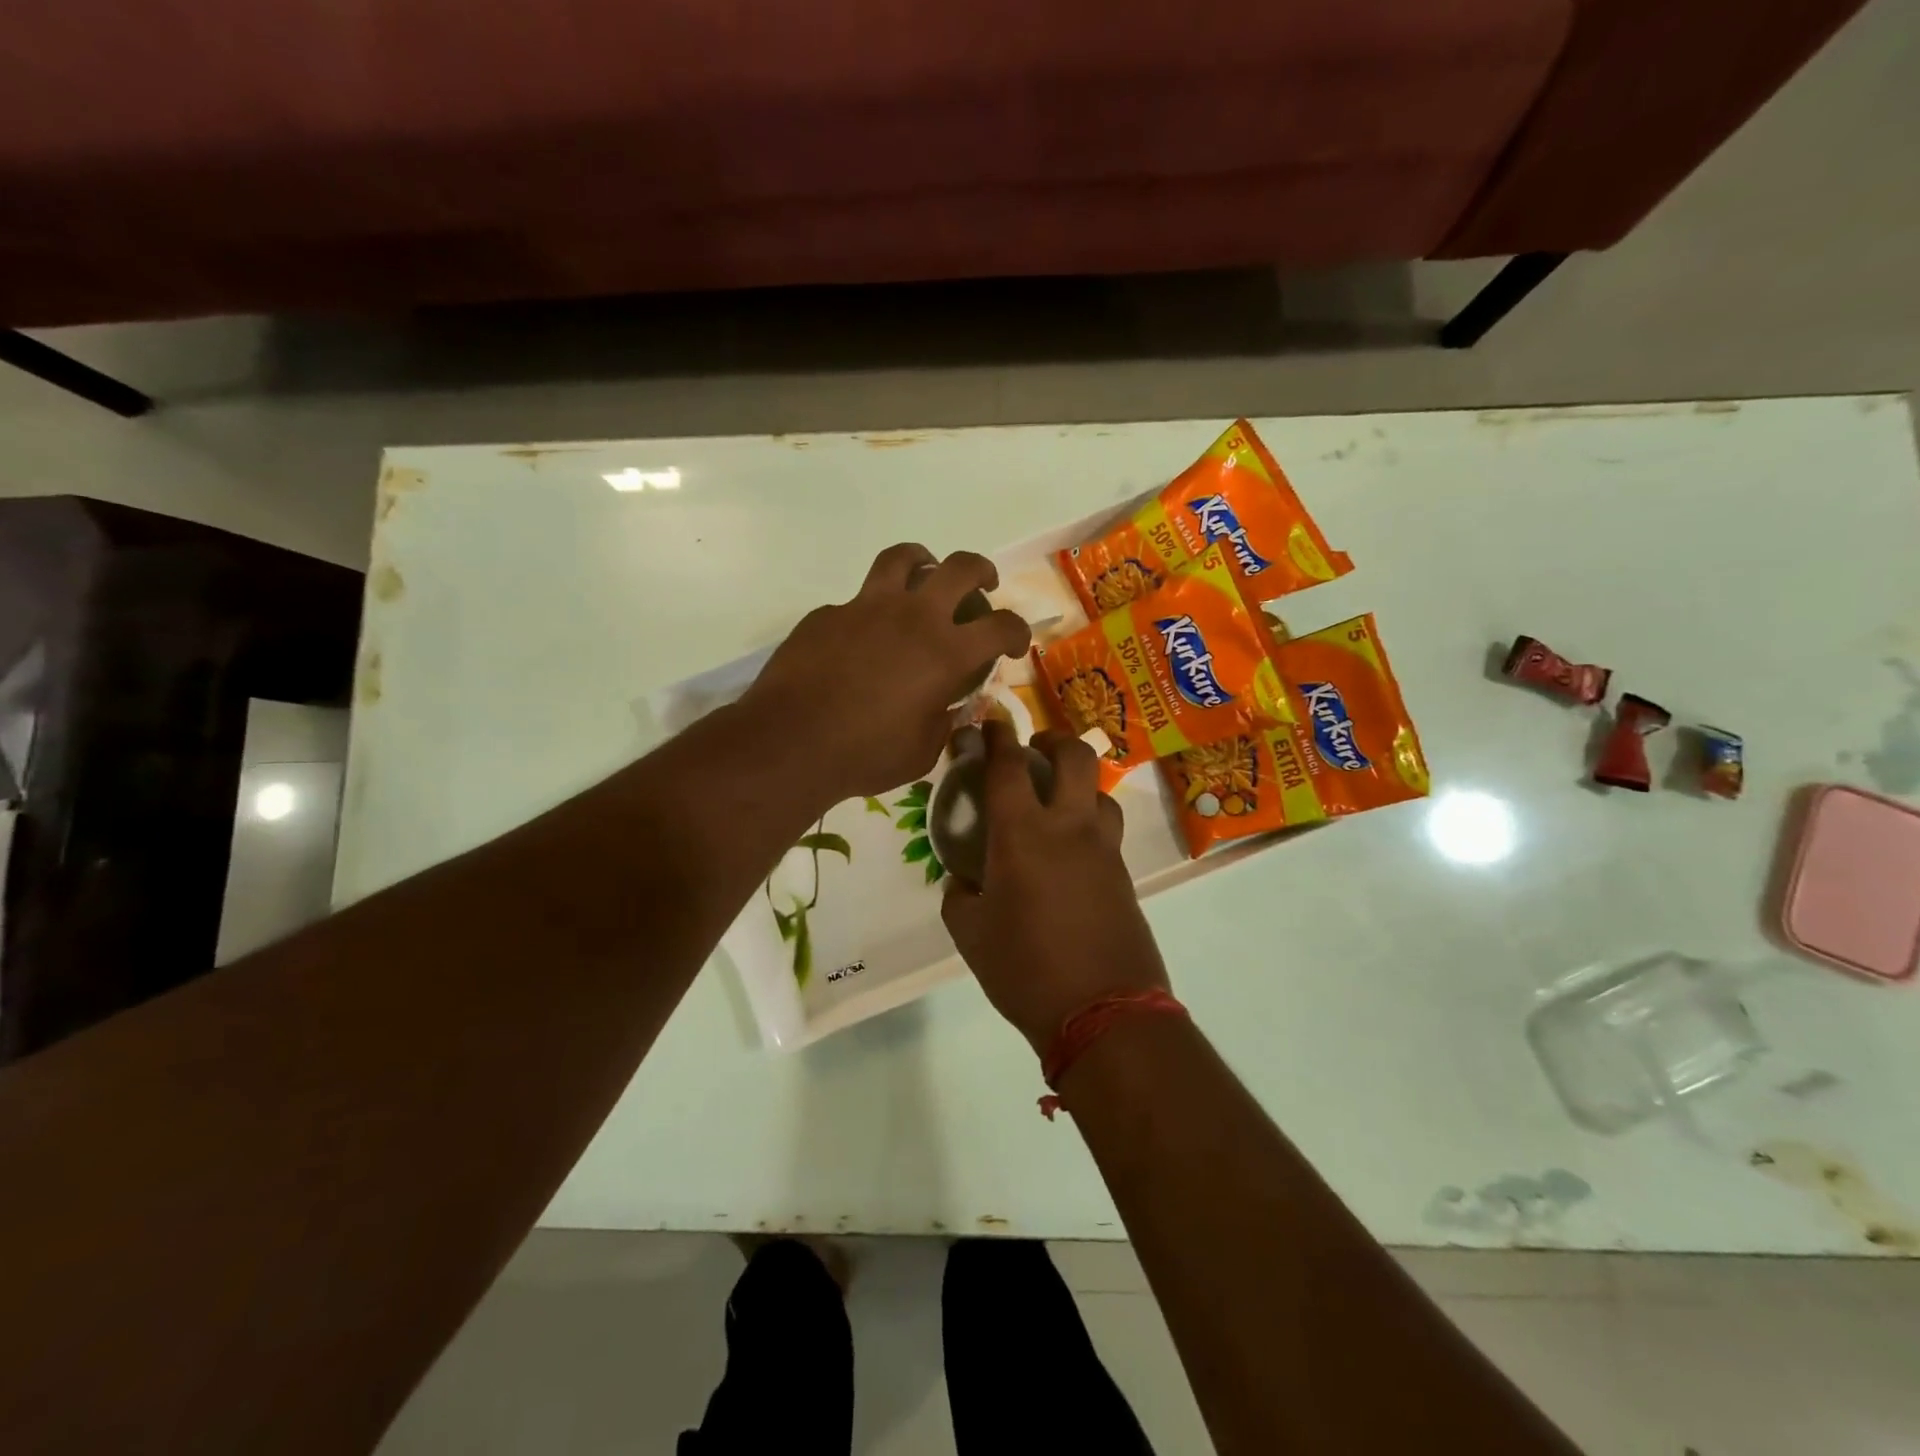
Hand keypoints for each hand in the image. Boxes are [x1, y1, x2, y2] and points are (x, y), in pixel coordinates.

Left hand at [743, 544, 1030, 804]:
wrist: (790, 742)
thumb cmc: (865, 755)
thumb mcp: (922, 752)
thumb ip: (943, 723)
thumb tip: (949, 707)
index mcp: (946, 652)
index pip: (1002, 626)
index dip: (1017, 632)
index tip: (1013, 645)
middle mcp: (913, 617)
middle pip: (960, 567)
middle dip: (981, 571)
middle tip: (983, 586)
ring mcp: (866, 607)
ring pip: (903, 558)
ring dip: (923, 561)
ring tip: (924, 574)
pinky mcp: (828, 613)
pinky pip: (857, 601)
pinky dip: (871, 611)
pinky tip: (861, 638)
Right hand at [943, 721, 1169, 1054]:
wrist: (1103, 1011)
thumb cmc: (1024, 969)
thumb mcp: (970, 934)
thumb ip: (960, 894)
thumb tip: (965, 878)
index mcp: (1022, 834)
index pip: (1007, 766)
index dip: (996, 737)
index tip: (989, 723)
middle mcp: (1069, 827)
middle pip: (1075, 756)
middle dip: (1053, 740)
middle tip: (1035, 752)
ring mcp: (1104, 849)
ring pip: (1101, 791)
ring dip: (1079, 784)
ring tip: (1058, 803)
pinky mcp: (1125, 874)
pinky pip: (1108, 831)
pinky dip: (1090, 823)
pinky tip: (1073, 851)